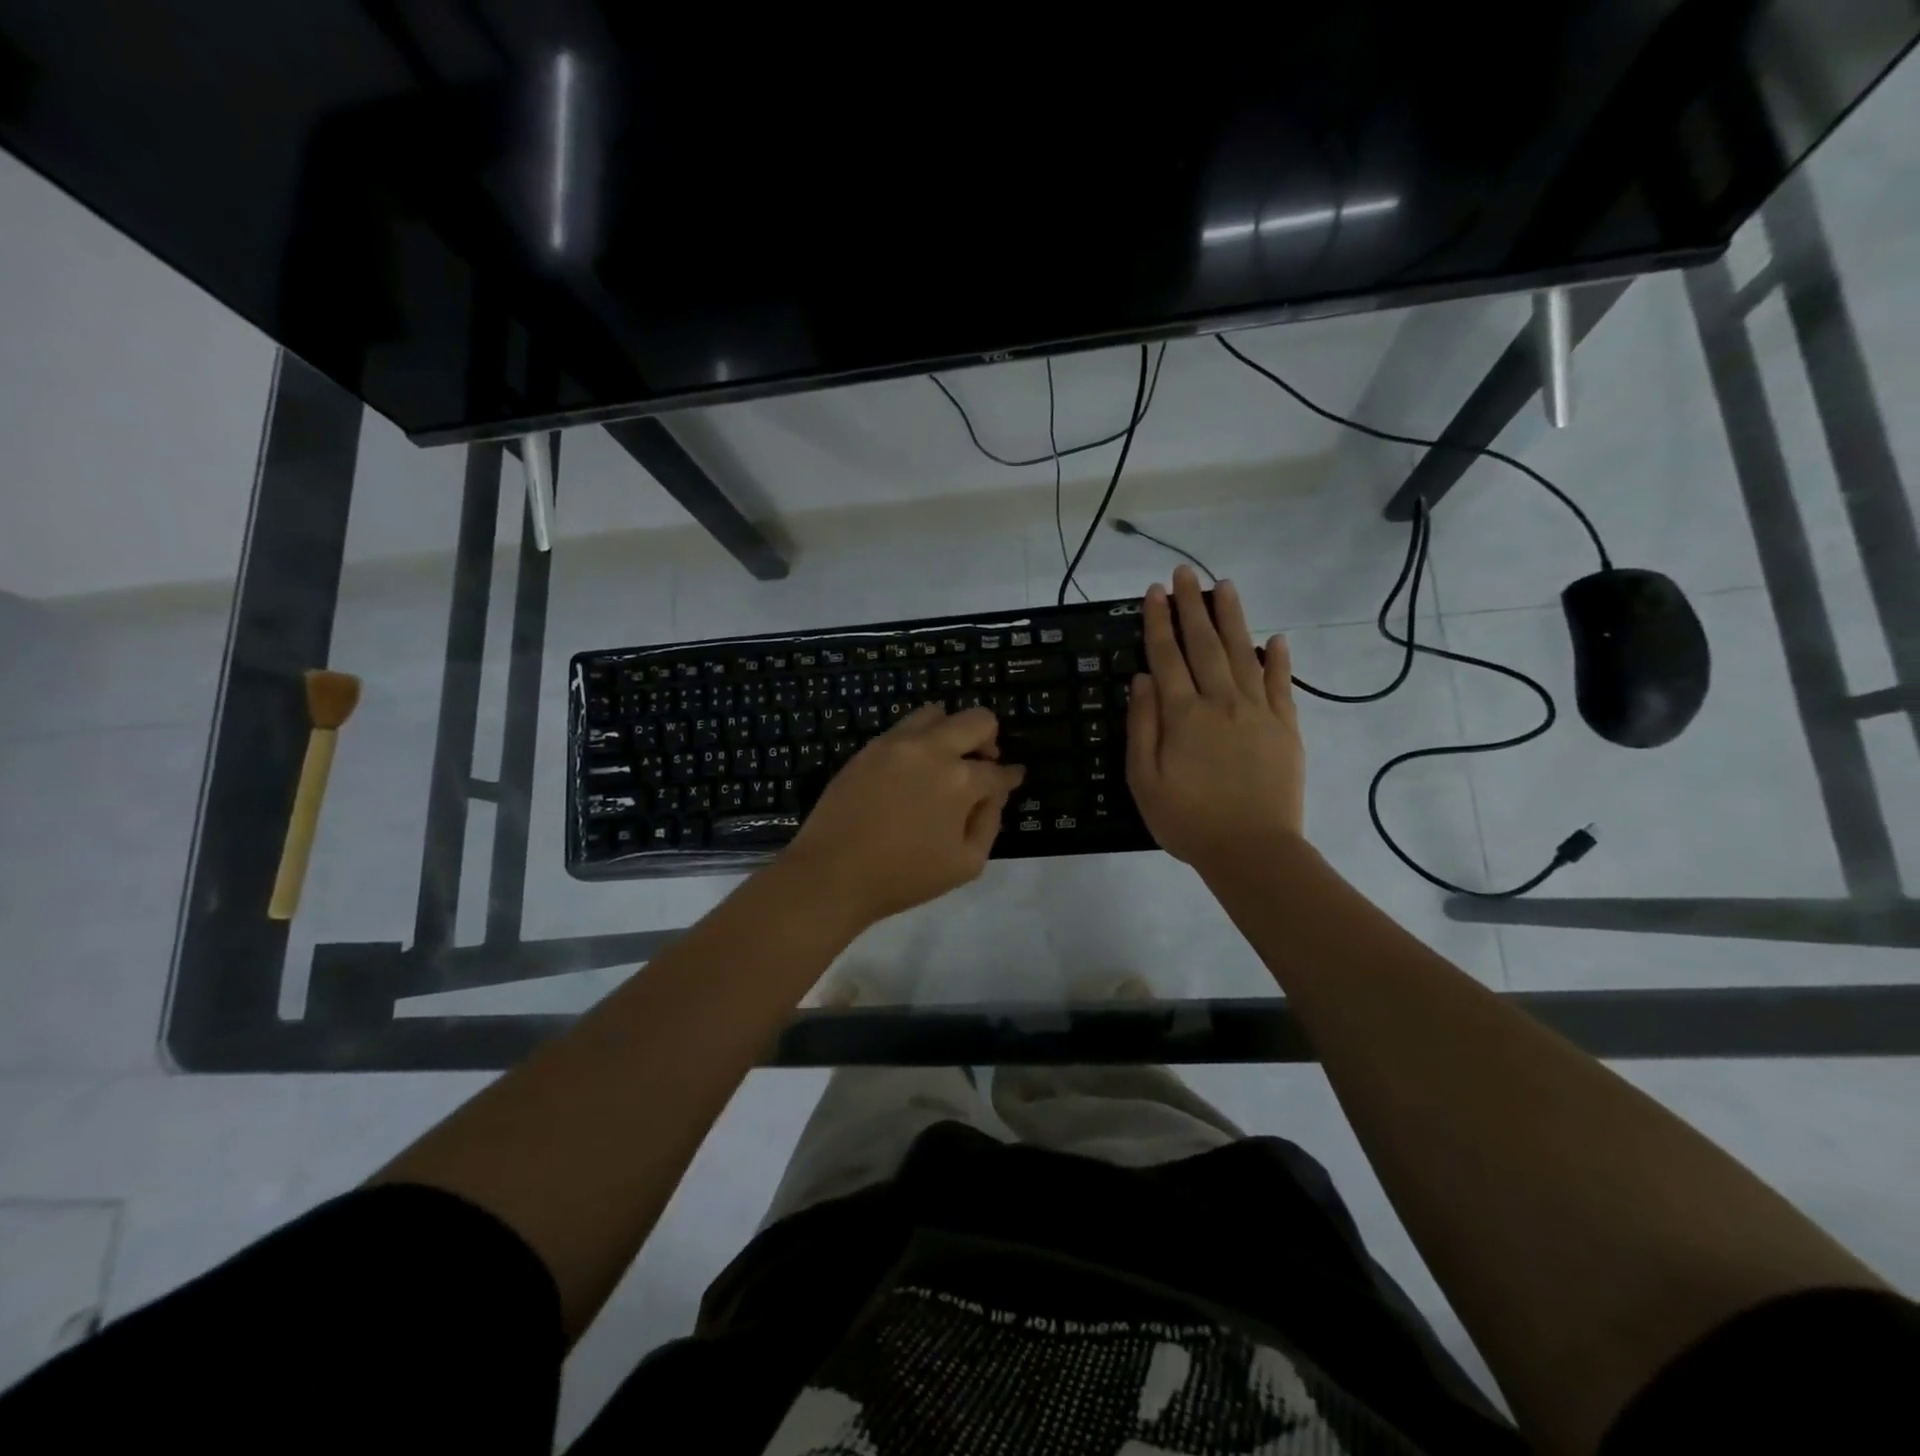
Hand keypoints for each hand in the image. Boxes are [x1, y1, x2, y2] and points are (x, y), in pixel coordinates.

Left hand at [782, 704, 1024, 929]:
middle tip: (983, 763)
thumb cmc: (904, 876)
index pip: (998, 771)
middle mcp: (932, 750)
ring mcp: (896, 744)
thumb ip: (989, 822)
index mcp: (961, 780)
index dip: (1010, 778)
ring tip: (945, 760)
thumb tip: (991, 795)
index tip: (1012, 780)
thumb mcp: (967, 864)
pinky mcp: (868, 749)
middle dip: (989, 740)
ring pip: (937, 713)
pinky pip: (903, 729)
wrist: (833, 873)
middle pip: (977, 720)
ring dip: (951, 731)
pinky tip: (913, 769)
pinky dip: (919, 741)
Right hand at [1126, 565, 1305, 870]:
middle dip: (1192, 605)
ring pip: (1243, 653)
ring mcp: (1258, 711)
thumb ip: (1142, 727)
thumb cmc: (1188, 820)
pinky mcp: (1286, 727)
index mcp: (1183, 715)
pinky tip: (1275, 639)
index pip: (1167, 656)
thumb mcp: (1144, 780)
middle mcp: (1221, 701)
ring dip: (1232, 618)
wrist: (1252, 851)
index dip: (1158, 622)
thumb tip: (1142, 679)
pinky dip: (1278, 659)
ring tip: (1225, 586)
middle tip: (1185, 572)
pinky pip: (1283, 685)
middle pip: (1204, 644)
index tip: (1154, 592)